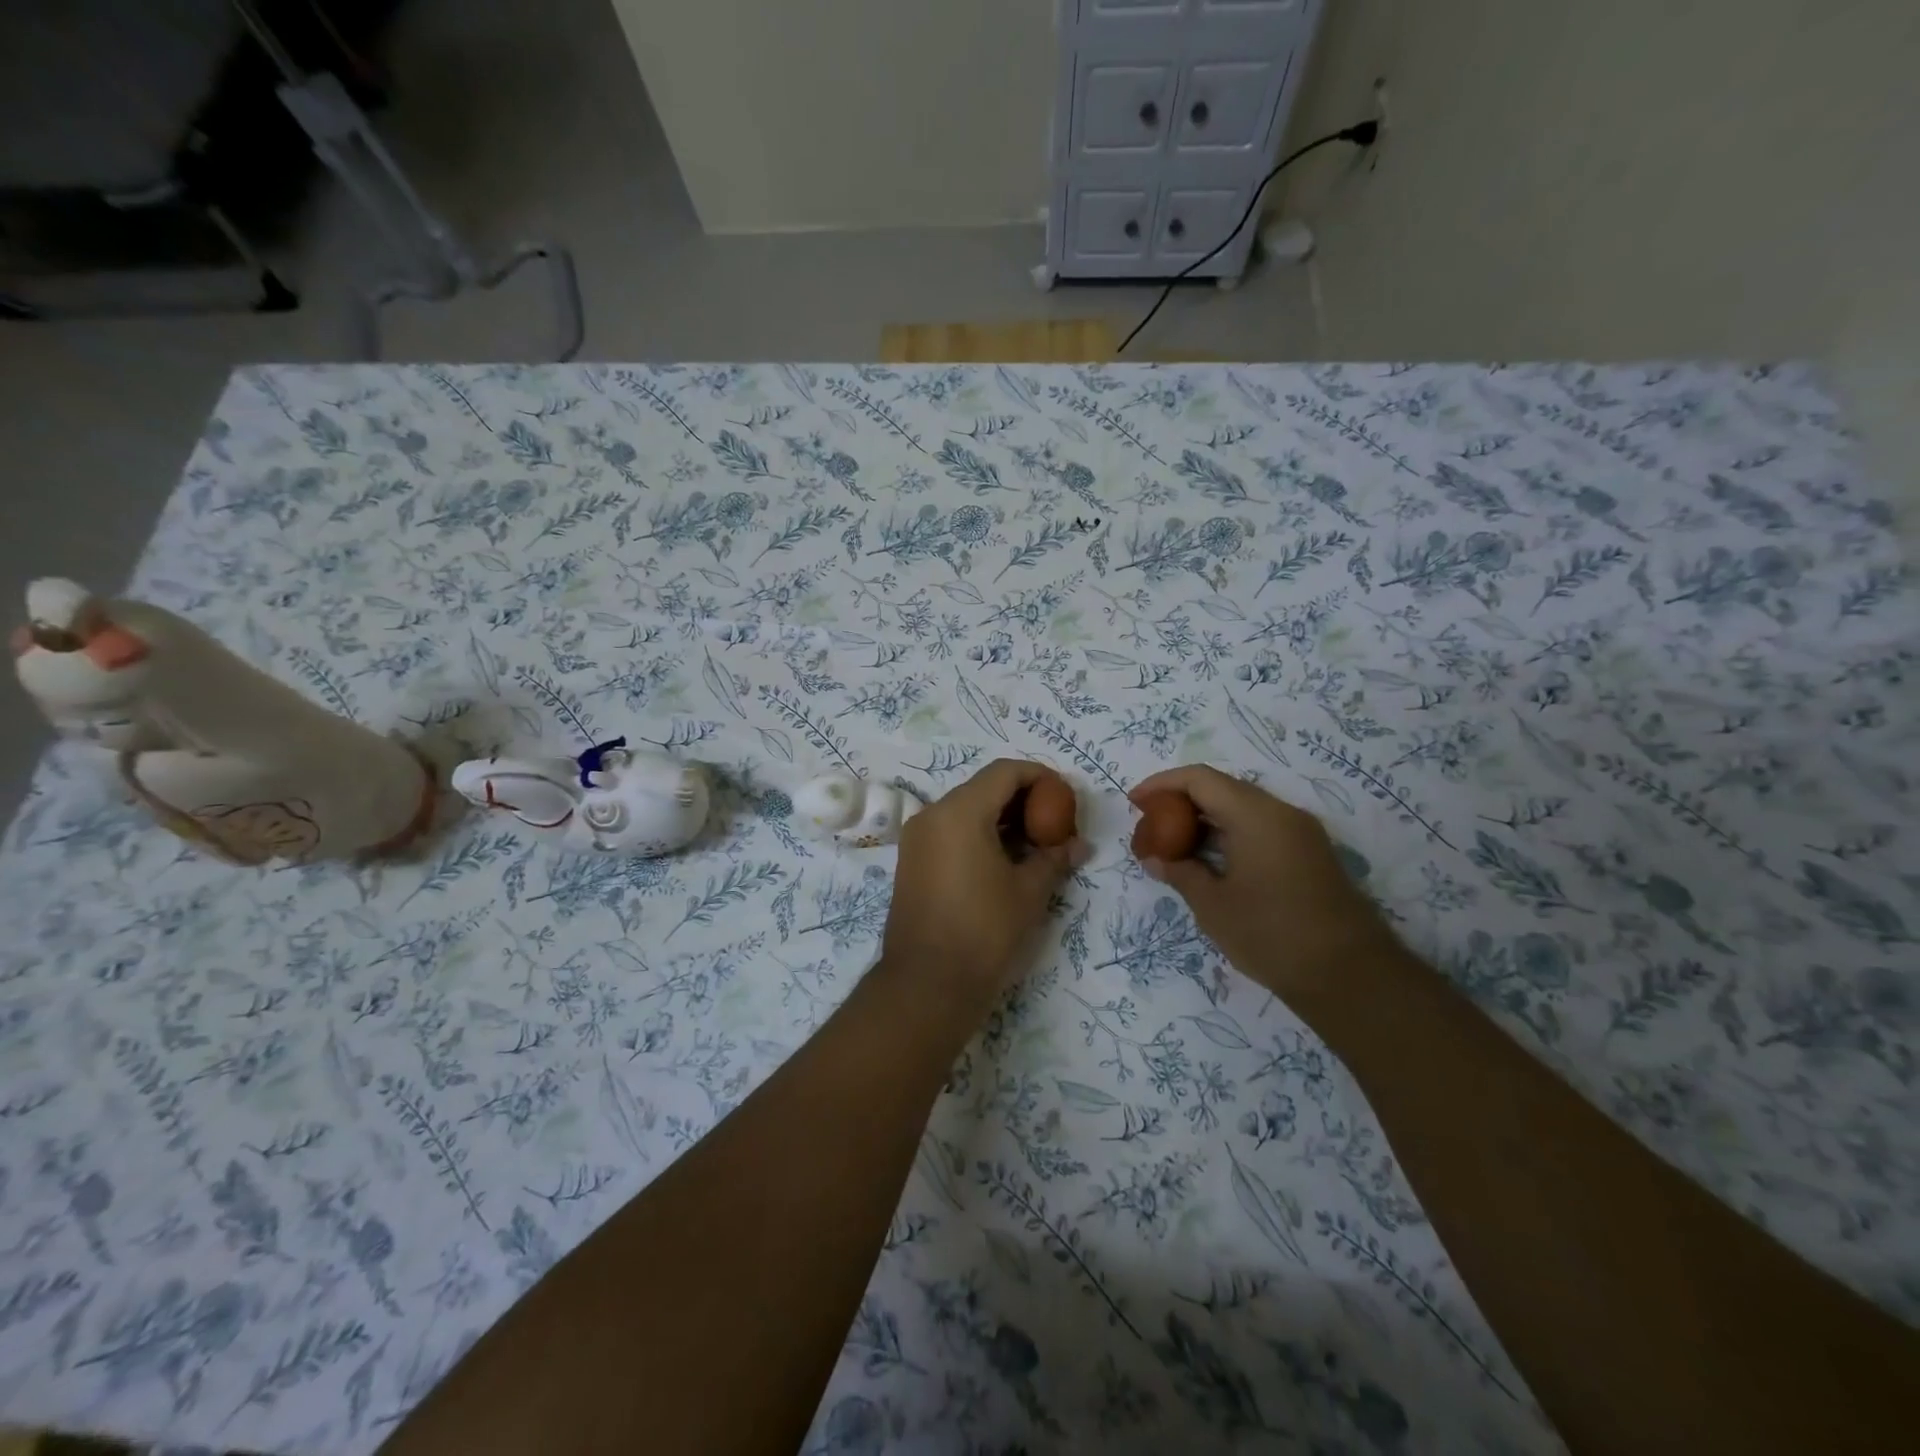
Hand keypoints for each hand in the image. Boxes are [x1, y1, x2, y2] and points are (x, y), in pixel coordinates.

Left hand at [880, 760, 1084, 1008]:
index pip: (1005, 772)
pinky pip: (950, 831)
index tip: (1065, 796)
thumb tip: (1079, 845)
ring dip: (1001, 818)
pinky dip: (979, 834)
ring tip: (1035, 844)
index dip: (1039, 776)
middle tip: (1054, 822)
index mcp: (960, 812)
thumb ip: (1054, 858)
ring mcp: (917, 838)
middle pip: (983, 788)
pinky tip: (1005, 860)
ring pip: (965, 810)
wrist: (927, 984)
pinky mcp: (912, 861)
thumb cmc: (984, 931)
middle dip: (1022, 799)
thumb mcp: (1029, 892)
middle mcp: (932, 815)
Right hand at [1129, 766, 1403, 1004]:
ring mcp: (1300, 833)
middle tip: (1151, 826)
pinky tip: (1209, 861)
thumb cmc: (1271, 934)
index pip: (1200, 779)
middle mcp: (1281, 812)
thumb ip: (1180, 873)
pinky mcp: (1309, 854)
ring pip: (1242, 809)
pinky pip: (1260, 828)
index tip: (1135, 803)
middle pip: (1222, 789)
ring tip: (1173, 846)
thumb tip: (1155, 859)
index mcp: (1255, 815)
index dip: (1162, 784)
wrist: (1350, 975)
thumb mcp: (1213, 905)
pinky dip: (1228, 835)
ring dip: (1205, 820)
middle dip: (1181, 802)